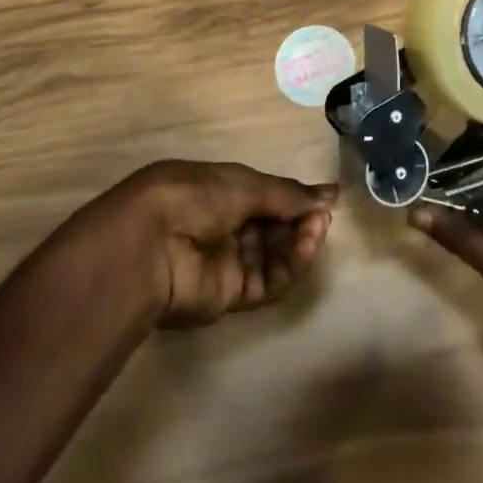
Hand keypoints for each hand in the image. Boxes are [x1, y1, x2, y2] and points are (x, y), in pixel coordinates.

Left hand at [111, 161, 336, 327]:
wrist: (151, 244)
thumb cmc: (196, 196)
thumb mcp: (246, 185)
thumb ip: (289, 195)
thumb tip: (331, 194)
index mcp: (221, 191)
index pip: (266, 197)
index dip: (294, 199)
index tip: (323, 200)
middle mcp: (224, 225)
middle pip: (273, 228)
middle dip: (300, 221)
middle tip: (323, 217)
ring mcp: (225, 262)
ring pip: (273, 256)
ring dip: (299, 243)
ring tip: (317, 230)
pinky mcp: (227, 297)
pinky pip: (266, 283)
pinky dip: (289, 268)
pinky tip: (305, 249)